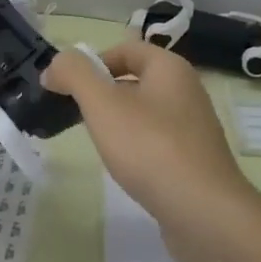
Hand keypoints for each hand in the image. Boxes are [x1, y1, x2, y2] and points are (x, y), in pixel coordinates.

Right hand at [41, 39, 260, 239]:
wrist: (205, 213)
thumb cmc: (151, 148)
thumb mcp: (103, 104)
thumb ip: (75, 75)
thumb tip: (56, 65)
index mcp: (170, 67)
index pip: (125, 49)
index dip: (92, 62)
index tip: (66, 88)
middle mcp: (187, 90)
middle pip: (135, 79)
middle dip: (103, 93)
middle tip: (77, 116)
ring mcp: (194, 127)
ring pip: (145, 112)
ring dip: (118, 122)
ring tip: (99, 144)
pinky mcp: (195, 159)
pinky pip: (158, 141)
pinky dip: (137, 148)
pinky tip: (126, 168)